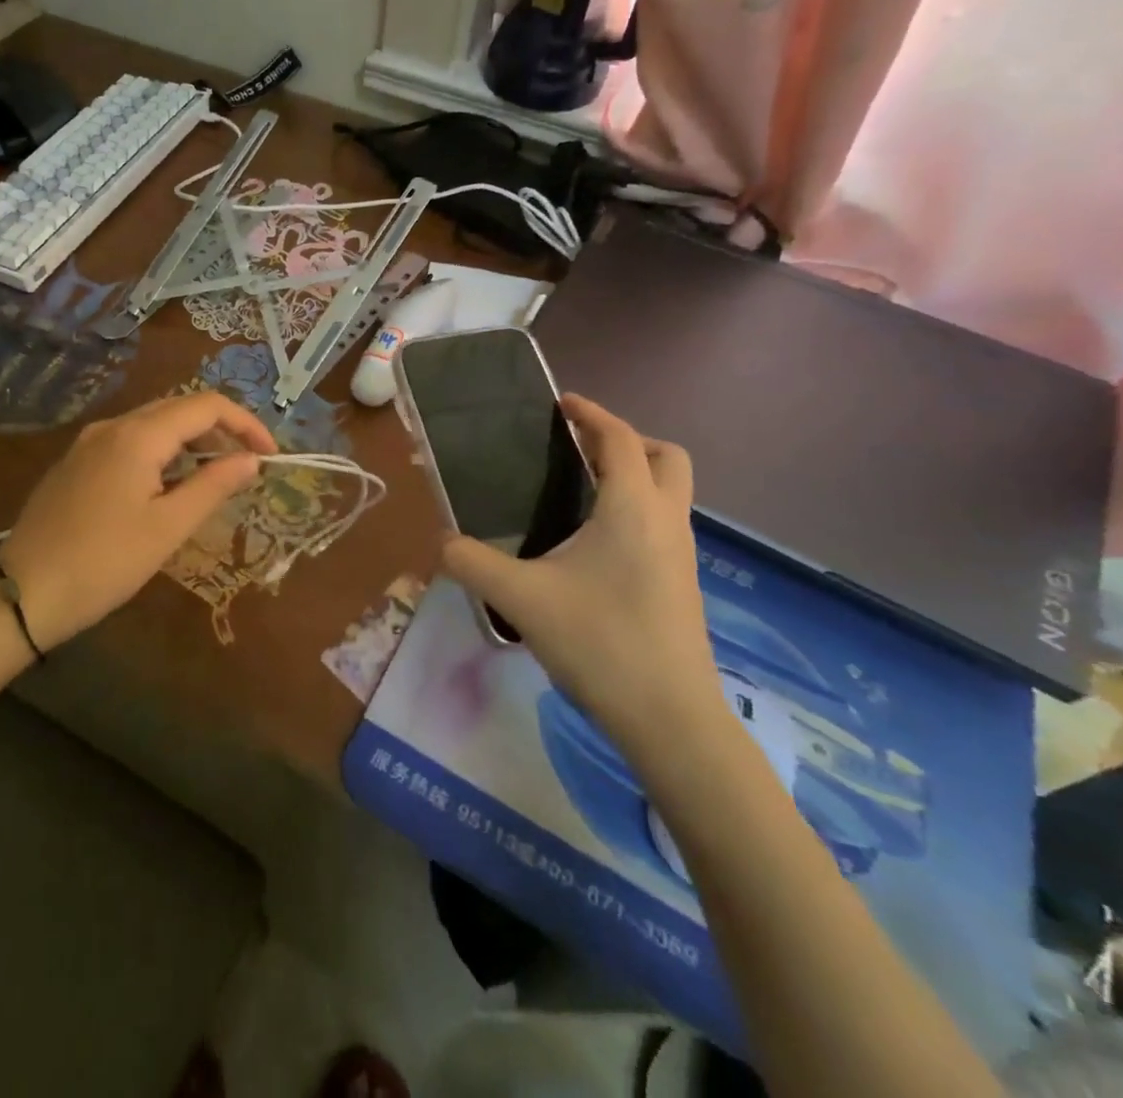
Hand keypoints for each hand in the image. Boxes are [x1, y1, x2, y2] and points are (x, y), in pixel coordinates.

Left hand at [0, 393, 278, 650]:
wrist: (23, 593)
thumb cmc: (104, 562)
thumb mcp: (168, 527)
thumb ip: (214, 486)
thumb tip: (251, 460)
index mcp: (138, 435)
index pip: (205, 406)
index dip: (245, 424)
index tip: (270, 455)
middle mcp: (112, 426)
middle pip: (178, 409)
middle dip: (219, 431)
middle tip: (246, 467)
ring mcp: (88, 442)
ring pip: (152, 425)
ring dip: (190, 443)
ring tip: (213, 479)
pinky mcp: (76, 463)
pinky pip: (129, 442)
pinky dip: (161, 454)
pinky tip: (167, 487)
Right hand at [442, 396, 720, 765]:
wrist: (671, 719)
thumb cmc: (599, 642)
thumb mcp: (520, 599)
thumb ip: (471, 563)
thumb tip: (440, 543)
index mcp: (632, 508)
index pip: (619, 438)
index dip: (591, 413)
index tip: (560, 403)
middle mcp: (666, 521)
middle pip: (665, 457)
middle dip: (626, 441)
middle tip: (579, 449)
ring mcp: (682, 555)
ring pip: (671, 492)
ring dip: (634, 476)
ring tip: (580, 491)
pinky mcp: (683, 584)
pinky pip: (664, 524)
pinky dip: (637, 510)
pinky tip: (594, 544)